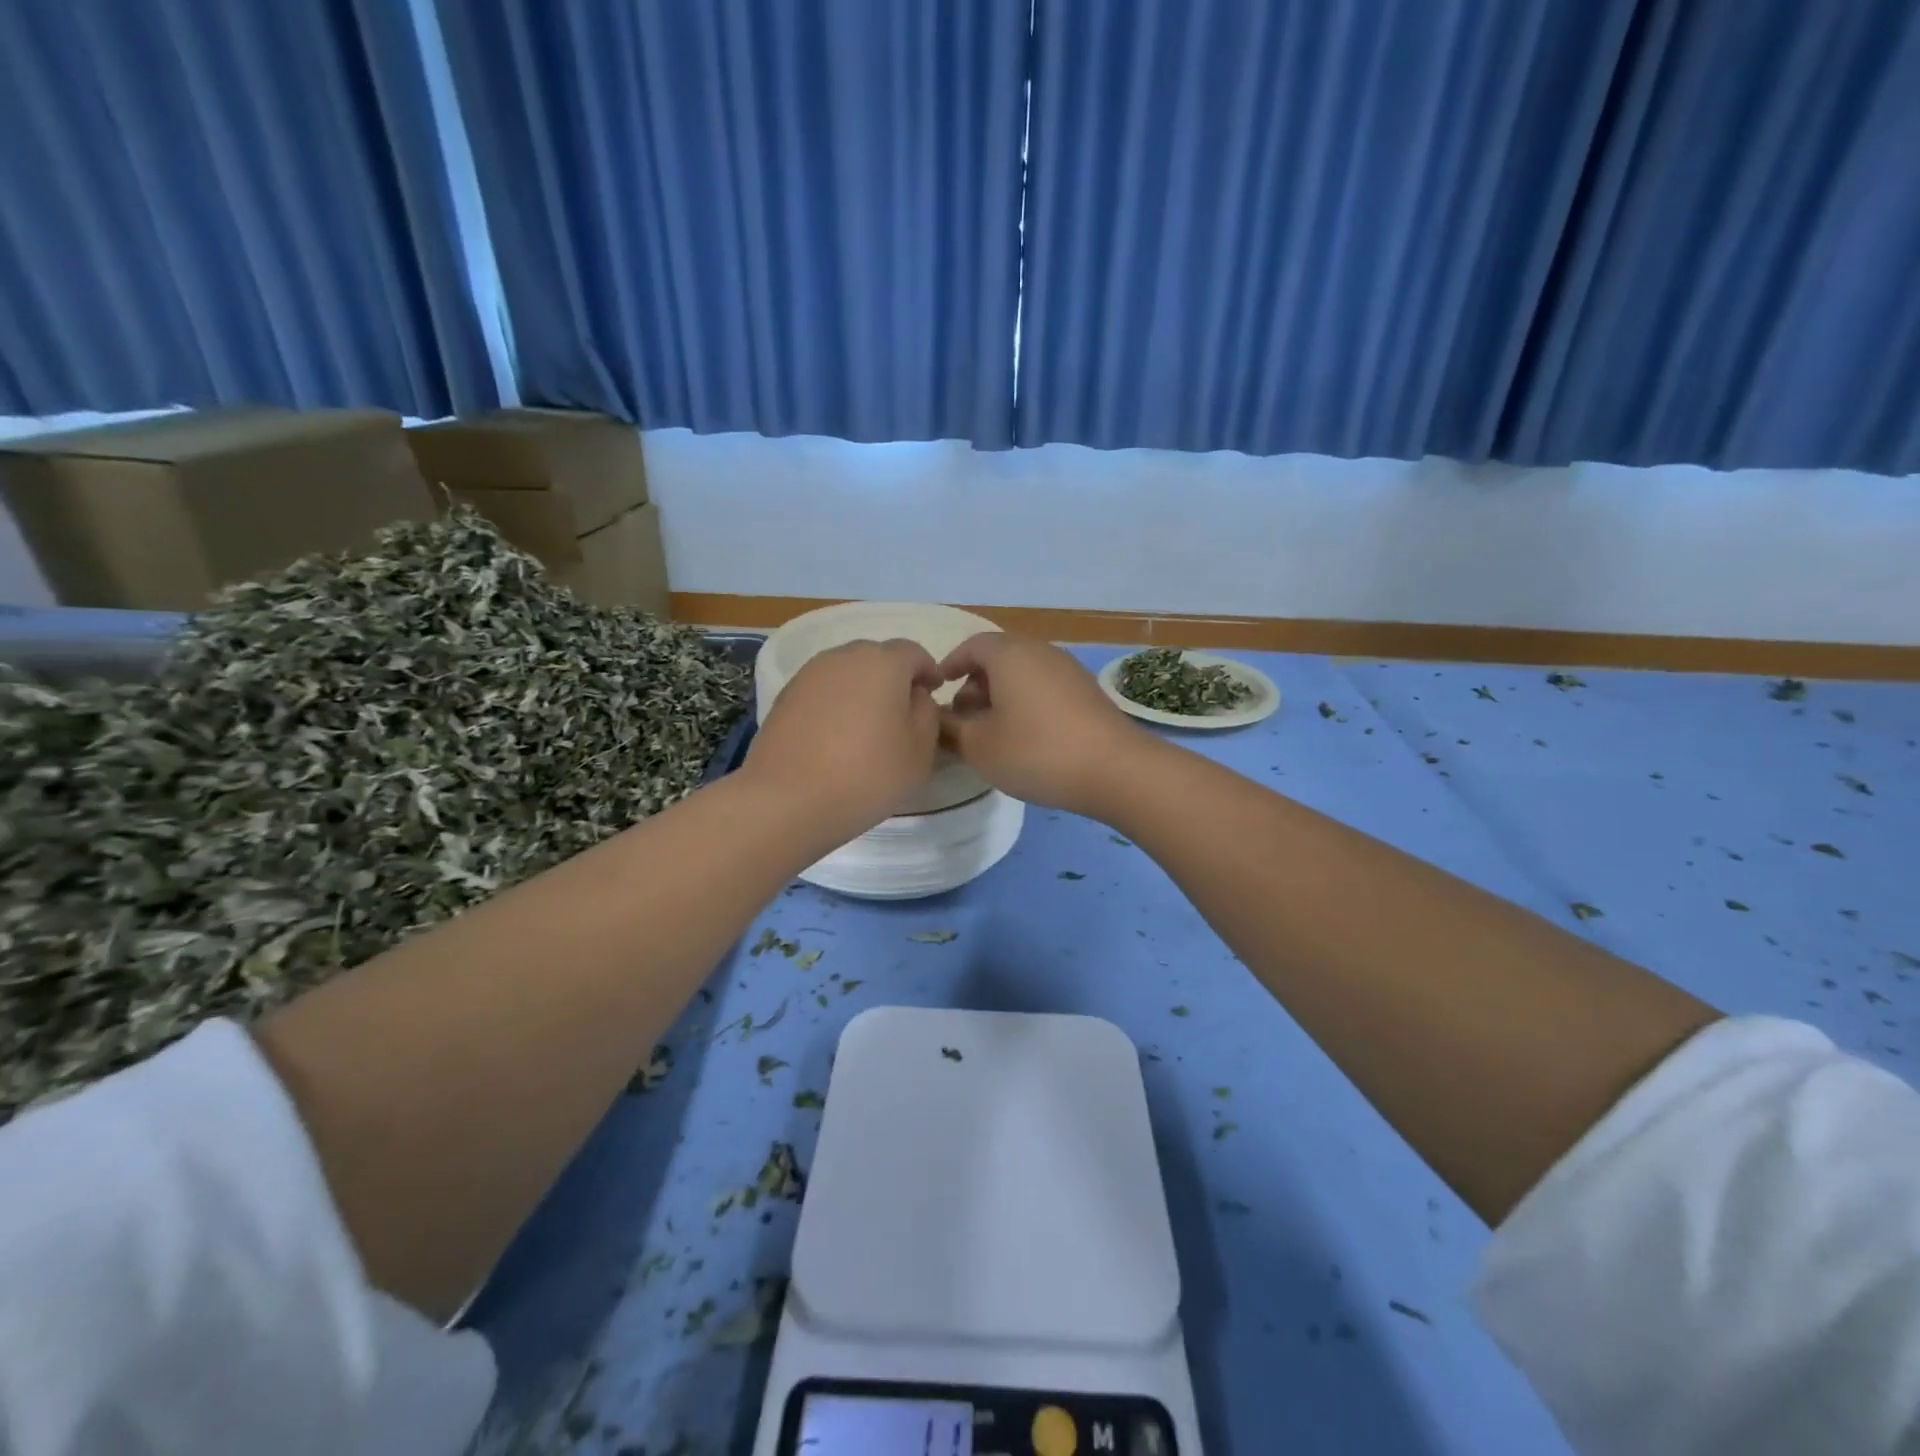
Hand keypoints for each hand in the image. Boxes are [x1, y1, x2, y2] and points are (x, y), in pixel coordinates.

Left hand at [745, 638, 944, 836]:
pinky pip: (822, 692)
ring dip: (861, 691)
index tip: (935, 693)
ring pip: (846, 673)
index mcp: (883, 662)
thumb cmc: (868, 773)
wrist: (788, 799)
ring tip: (867, 726)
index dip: (928, 671)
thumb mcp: (920, 750)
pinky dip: (835, 705)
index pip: (914, 652)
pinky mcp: (784, 697)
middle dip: (893, 678)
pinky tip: (836, 737)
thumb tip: (915, 696)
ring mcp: (809, 675)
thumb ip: (927, 713)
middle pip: (877, 658)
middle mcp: (844, 657)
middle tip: (902, 711)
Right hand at [937, 633, 1146, 814]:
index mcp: (1009, 654)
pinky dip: (1025, 704)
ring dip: (1000, 697)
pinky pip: (1044, 688)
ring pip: (1022, 675)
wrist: (1115, 769)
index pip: (970, 646)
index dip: (949, 666)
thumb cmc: (1036, 751)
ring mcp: (1068, 670)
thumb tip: (938, 718)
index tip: (936, 691)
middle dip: (974, 686)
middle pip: (997, 659)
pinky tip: (1025, 738)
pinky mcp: (1087, 692)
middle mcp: (1040, 651)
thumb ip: (950, 729)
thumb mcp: (979, 746)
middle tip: (961, 720)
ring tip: (991, 733)